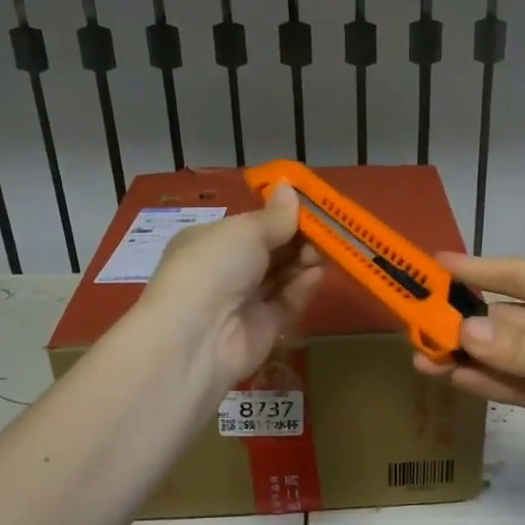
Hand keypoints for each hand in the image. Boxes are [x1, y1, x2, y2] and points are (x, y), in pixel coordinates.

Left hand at [138, 185, 323, 395]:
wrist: (197, 336)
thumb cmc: (214, 266)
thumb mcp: (245, 230)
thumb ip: (275, 216)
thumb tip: (290, 188)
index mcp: (210, 241)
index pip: (250, 225)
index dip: (279, 216)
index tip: (310, 207)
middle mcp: (224, 270)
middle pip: (269, 250)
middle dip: (297, 239)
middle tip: (325, 230)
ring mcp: (243, 301)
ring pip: (281, 276)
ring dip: (303, 261)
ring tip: (326, 250)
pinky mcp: (263, 328)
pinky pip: (287, 303)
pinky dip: (302, 287)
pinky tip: (318, 274)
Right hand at [414, 255, 524, 501]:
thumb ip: (521, 351)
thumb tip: (462, 332)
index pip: (518, 276)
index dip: (475, 270)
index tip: (432, 266)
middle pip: (505, 317)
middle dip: (463, 323)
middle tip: (415, 326)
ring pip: (503, 353)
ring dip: (466, 356)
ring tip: (422, 358)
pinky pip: (512, 383)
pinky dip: (485, 382)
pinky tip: (450, 379)